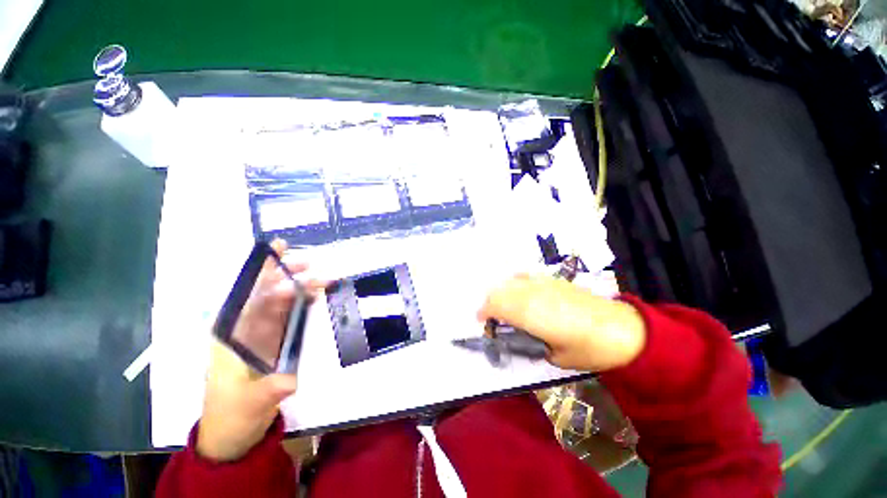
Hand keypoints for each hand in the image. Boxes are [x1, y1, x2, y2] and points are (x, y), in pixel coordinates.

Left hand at [198, 240, 323, 461]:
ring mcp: (259, 335)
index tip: (277, 250)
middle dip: (286, 274)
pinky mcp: (272, 341)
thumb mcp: (250, 405)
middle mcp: (243, 329)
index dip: (260, 270)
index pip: (244, 295)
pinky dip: (302, 304)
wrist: (234, 434)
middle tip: (311, 264)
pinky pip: (288, 316)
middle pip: (264, 293)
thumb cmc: (232, 416)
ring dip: (299, 288)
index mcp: (229, 336)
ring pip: (279, 302)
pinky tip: (315, 297)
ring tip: (321, 279)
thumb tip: (292, 379)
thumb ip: (269, 390)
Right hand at [477, 274, 645, 371]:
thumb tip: (519, 335)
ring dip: (501, 293)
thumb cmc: (588, 349)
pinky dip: (515, 284)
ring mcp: (542, 283)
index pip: (495, 305)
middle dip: (489, 303)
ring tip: (504, 307)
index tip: (482, 322)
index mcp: (529, 313)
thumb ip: (531, 343)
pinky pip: (524, 277)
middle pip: (499, 291)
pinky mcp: (552, 279)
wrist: (621, 328)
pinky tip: (520, 293)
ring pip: (509, 282)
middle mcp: (531, 293)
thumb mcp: (555, 357)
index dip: (484, 313)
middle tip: (491, 317)